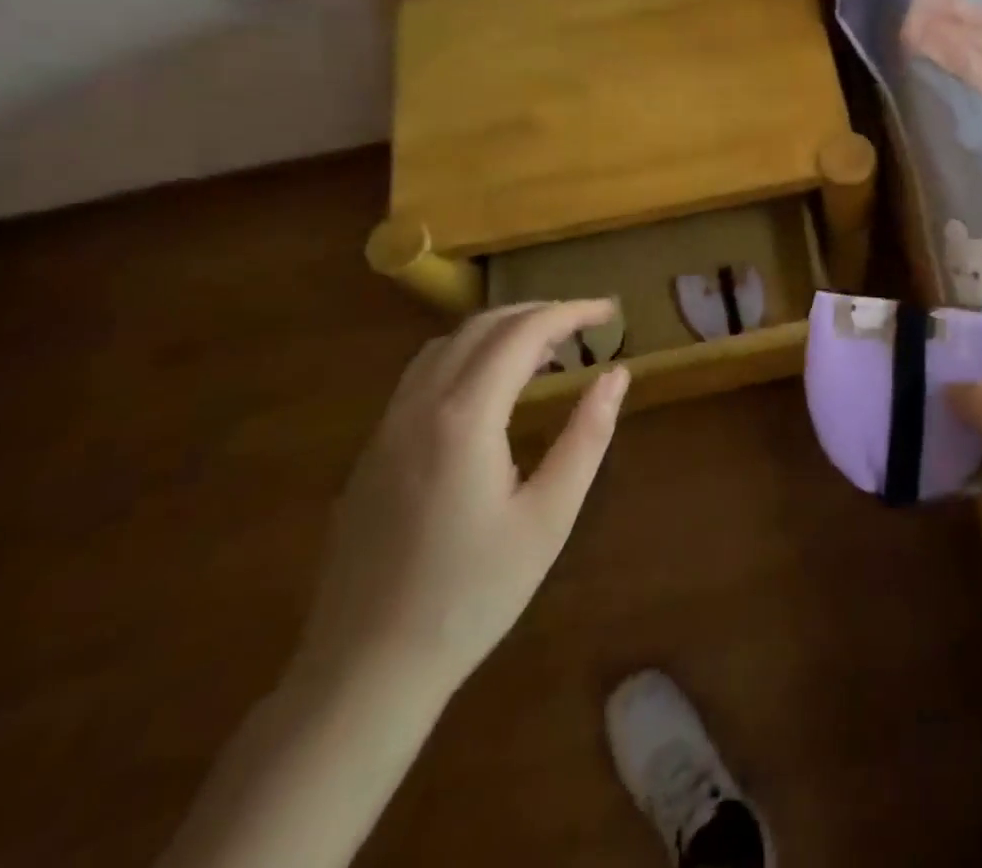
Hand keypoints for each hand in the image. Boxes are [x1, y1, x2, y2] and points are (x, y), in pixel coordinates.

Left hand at [295, 301, 628, 701]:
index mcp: (464, 418)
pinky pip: (423, 374)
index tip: (611, 311)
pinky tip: (493, 389)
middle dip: (539, 313)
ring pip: (446, 345)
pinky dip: (468, 356)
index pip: (523, 334)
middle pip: (481, 327)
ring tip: (547, 349)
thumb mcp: (549, 516)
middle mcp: (419, 407)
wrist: (365, 671)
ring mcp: (386, 428)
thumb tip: (617, 374)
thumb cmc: (472, 595)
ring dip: (500, 330)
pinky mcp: (372, 452)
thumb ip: (587, 436)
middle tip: (586, 324)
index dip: (571, 313)